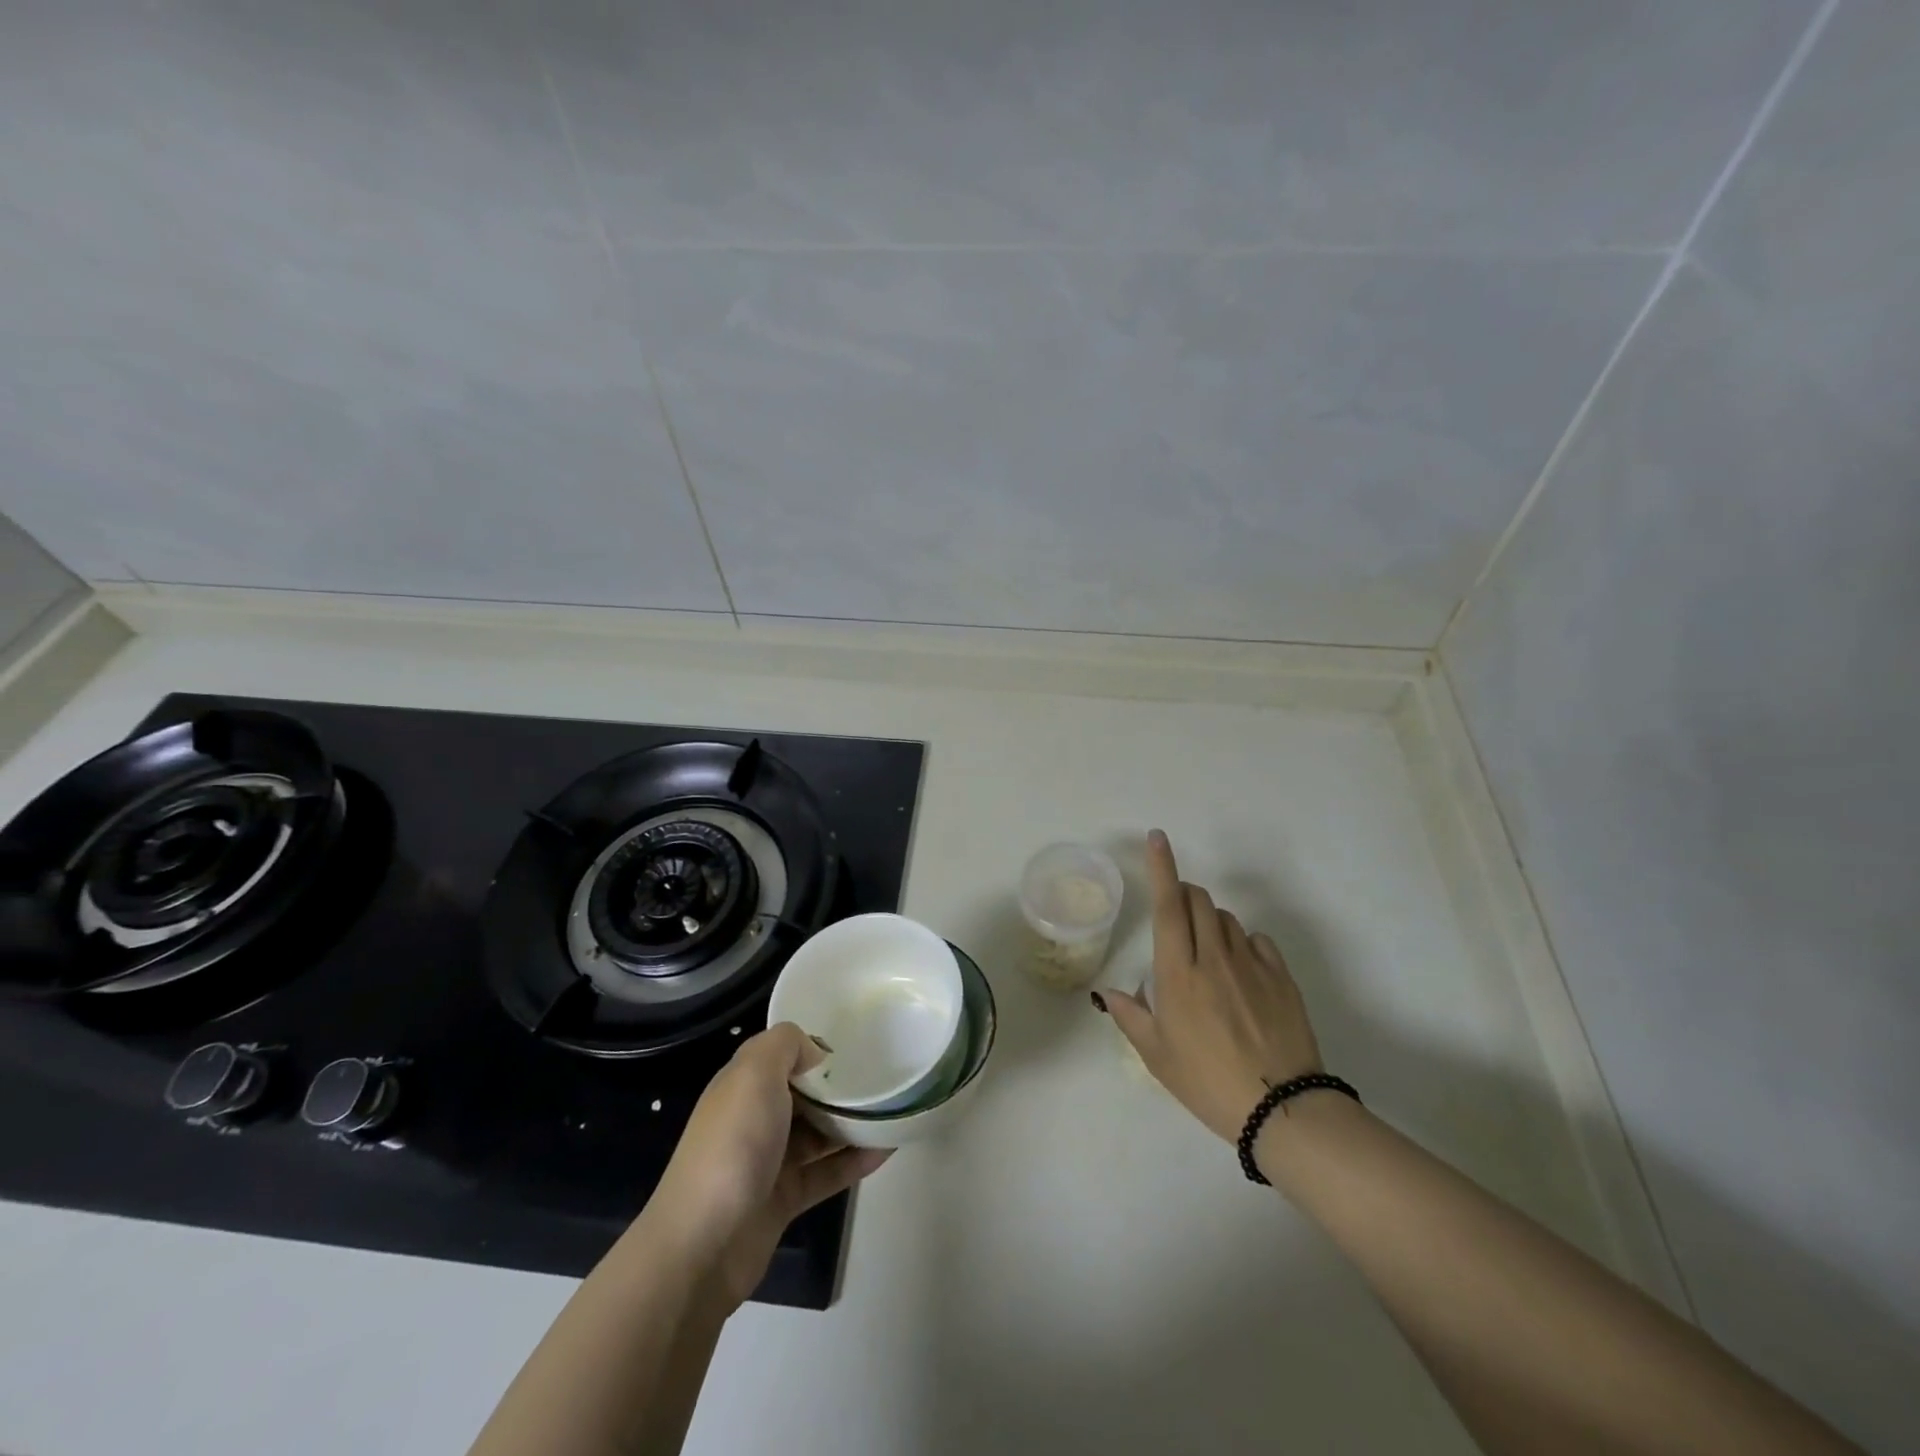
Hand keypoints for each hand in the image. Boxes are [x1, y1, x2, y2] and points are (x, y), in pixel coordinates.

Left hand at [640, 1023, 890, 1310]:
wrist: (702, 1246)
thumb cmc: (731, 1146)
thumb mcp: (754, 1074)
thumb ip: (785, 1045)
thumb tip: (816, 1052)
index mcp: (742, 1086)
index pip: (781, 1055)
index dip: (814, 1046)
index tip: (855, 1042)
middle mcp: (754, 1119)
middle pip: (804, 1093)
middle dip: (839, 1084)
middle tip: (884, 1072)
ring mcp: (769, 1161)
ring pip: (819, 1133)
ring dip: (852, 1121)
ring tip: (894, 1106)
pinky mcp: (785, 1199)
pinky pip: (827, 1172)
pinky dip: (855, 1160)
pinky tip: (889, 1147)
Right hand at [1101, 830, 1324, 1144]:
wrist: (1281, 1109)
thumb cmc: (1207, 1082)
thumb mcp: (1157, 1055)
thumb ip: (1129, 1016)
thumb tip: (1108, 992)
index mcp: (1178, 972)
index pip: (1167, 905)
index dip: (1161, 866)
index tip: (1157, 837)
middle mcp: (1213, 957)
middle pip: (1199, 900)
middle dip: (1184, 895)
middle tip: (1176, 914)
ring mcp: (1251, 964)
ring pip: (1227, 918)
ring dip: (1210, 920)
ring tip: (1207, 951)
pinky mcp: (1281, 977)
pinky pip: (1257, 940)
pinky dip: (1242, 942)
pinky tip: (1241, 970)